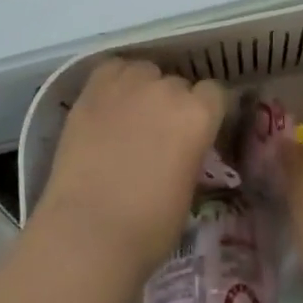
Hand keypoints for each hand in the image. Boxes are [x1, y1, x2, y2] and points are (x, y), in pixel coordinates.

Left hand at [34, 57, 225, 281]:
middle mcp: (168, 89)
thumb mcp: (188, 190)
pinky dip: (114, 82)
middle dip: (173, 104)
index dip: (206, 110)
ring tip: (131, 115)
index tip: (198, 129)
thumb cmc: (148, 228)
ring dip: (144, 88)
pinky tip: (108, 103)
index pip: (214, 93)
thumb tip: (183, 148)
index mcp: (198, 115)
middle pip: (178, 83)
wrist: (87, 233)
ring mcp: (129, 85)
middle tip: (159, 133)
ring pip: (145, 71)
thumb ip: (190, 154)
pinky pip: (112, 69)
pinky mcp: (93, 89)